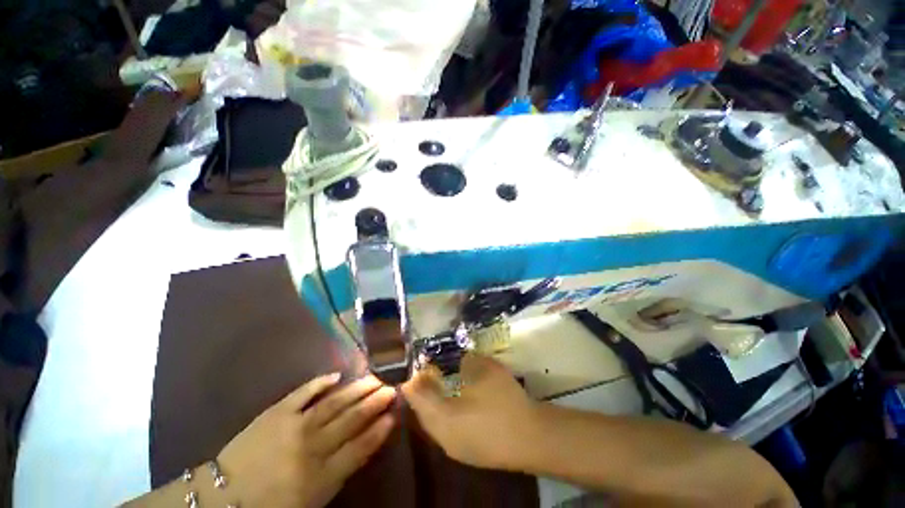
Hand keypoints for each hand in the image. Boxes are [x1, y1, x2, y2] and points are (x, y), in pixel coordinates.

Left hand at [217, 374, 396, 507]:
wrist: (224, 496)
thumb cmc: (273, 503)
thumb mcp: (313, 498)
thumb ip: (341, 470)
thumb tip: (365, 441)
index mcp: (321, 475)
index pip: (360, 446)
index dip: (379, 429)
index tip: (394, 413)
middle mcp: (312, 447)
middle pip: (351, 419)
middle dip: (375, 402)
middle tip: (391, 387)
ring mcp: (294, 426)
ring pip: (335, 403)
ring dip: (357, 389)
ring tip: (374, 378)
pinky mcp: (277, 412)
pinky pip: (304, 392)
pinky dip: (321, 382)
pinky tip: (336, 375)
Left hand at [402, 354, 540, 469]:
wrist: (534, 439)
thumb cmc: (504, 402)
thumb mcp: (484, 370)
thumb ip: (467, 362)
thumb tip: (461, 362)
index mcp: (442, 418)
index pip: (416, 398)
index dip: (414, 379)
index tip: (419, 364)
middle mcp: (443, 437)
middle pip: (423, 412)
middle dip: (424, 391)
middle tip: (431, 371)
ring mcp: (457, 449)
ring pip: (436, 423)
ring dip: (436, 402)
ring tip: (444, 384)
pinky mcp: (471, 454)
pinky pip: (449, 430)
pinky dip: (448, 413)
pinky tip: (462, 403)